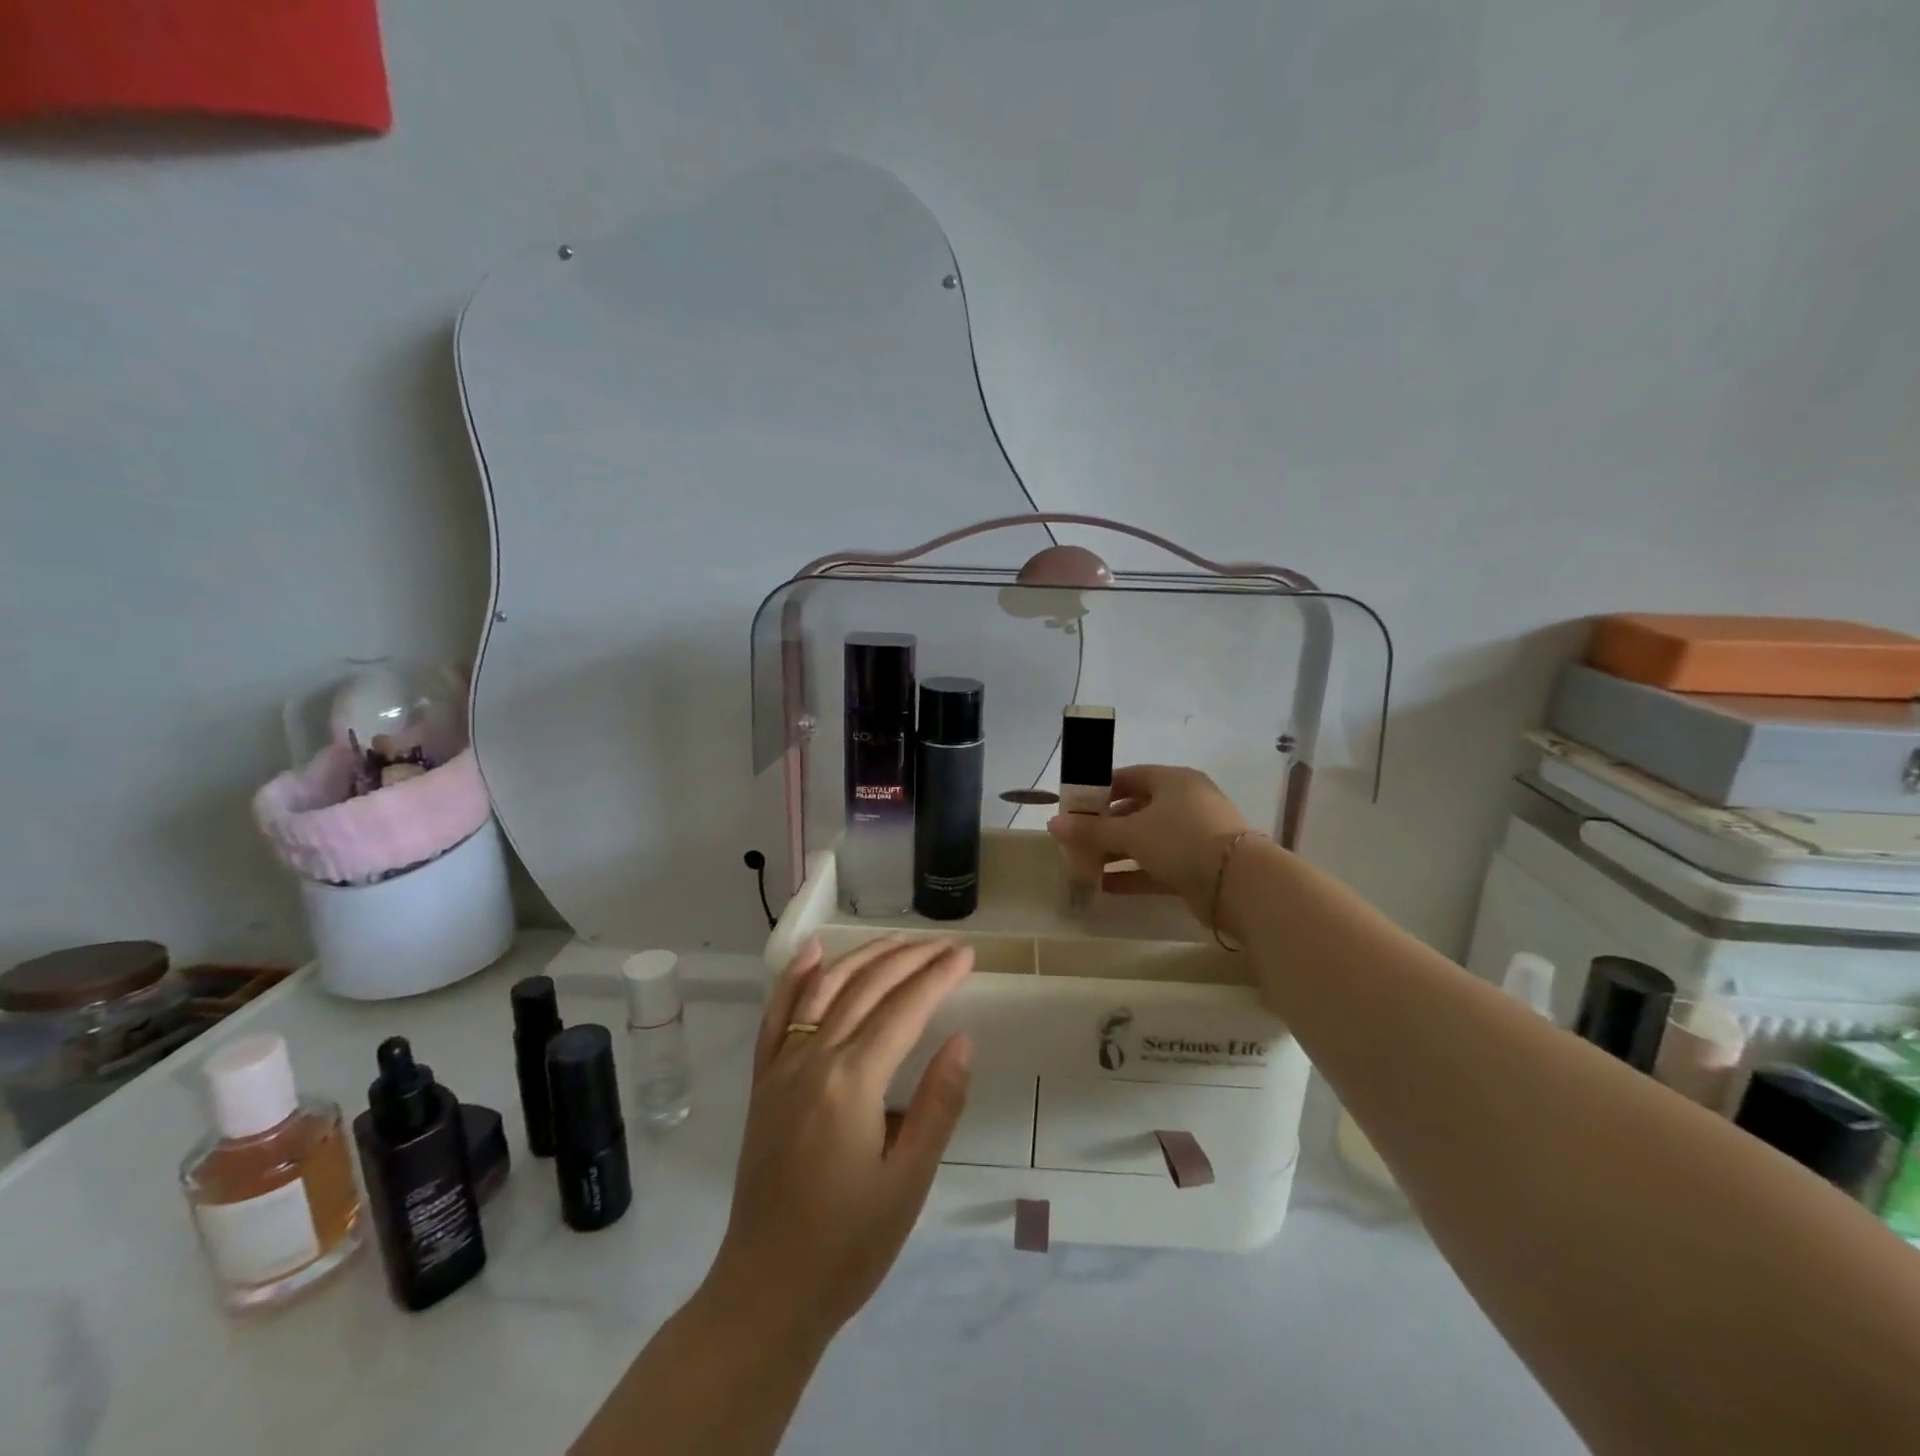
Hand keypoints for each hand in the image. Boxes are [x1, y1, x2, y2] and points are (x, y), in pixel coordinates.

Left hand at [701, 936, 973, 1344]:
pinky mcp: (762, 1082)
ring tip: (898, 940)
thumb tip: (961, 1039)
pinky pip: (776, 1017)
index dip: (938, 977)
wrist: (767, 1291)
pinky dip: (794, 979)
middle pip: (867, 989)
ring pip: (824, 990)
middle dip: (909, 960)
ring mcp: (781, 1067)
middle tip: (945, 945)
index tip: (966, 955)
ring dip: (863, 958)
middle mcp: (813, 1059)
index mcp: (852, 1082)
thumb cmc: (849, 1244)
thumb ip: (938, 1104)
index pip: (904, 1010)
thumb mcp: (909, 1180)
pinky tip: (812, 953)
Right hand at [1047, 764, 1252, 922]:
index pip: (1128, 777)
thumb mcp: (1131, 832)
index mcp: (1173, 781)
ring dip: (1117, 853)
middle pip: (1136, 810)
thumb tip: (1053, 824)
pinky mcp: (1198, 867)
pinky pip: (1158, 866)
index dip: (1099, 791)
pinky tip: (1106, 887)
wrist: (1240, 884)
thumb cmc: (1182, 840)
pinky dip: (1134, 874)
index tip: (1074, 808)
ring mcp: (1194, 836)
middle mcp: (1185, 803)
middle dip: (1105, 826)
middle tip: (1076, 840)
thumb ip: (1091, 830)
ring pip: (1147, 840)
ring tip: (1084, 866)